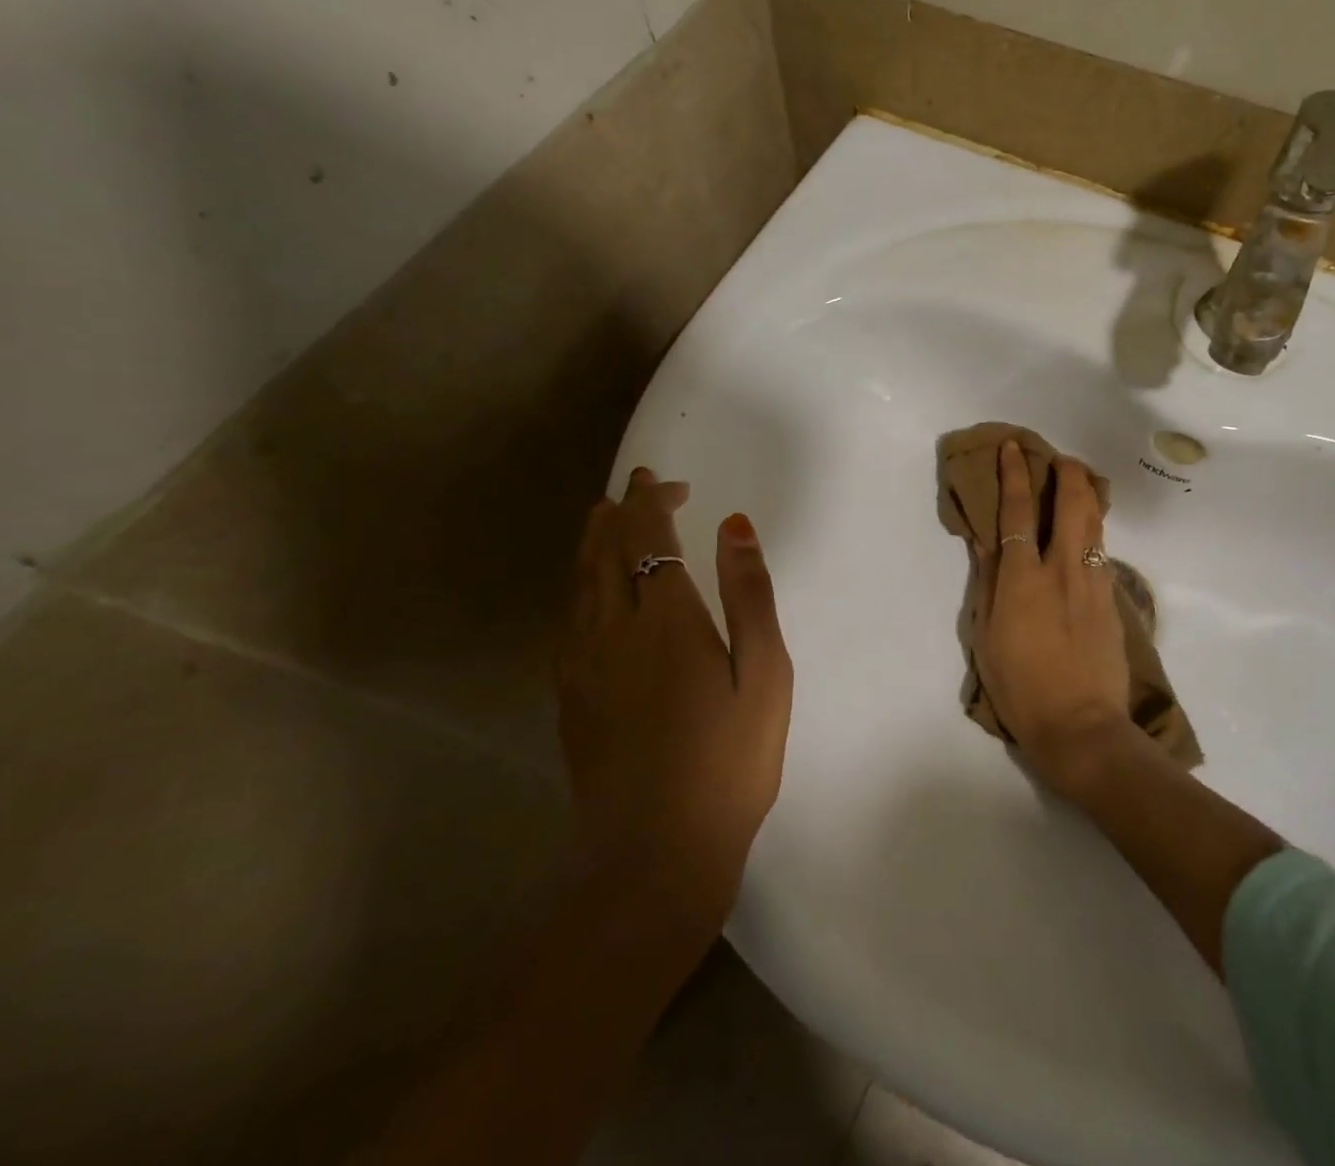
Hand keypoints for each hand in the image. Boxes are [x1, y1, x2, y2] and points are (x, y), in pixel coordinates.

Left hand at [555, 469, 792, 926]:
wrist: (656, 854)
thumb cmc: (730, 761)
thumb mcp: (765, 674)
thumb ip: (750, 594)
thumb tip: (735, 525)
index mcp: (665, 619)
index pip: (646, 537)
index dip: (649, 501)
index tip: (662, 481)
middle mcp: (612, 630)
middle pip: (604, 551)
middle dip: (621, 512)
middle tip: (640, 490)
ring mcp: (583, 665)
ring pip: (579, 582)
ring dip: (593, 543)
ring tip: (606, 521)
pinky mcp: (570, 696)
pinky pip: (570, 617)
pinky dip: (581, 585)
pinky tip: (592, 593)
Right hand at [971, 440, 1131, 788]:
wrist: (1081, 726)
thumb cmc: (1020, 686)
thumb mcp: (986, 635)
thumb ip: (987, 582)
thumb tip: (983, 541)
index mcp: (1022, 578)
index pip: (1017, 512)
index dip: (1014, 475)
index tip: (1014, 448)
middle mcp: (1061, 569)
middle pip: (1071, 503)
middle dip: (1066, 471)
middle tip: (1059, 458)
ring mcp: (1093, 583)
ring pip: (1094, 523)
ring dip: (1085, 495)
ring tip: (1077, 483)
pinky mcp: (1112, 600)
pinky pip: (1101, 552)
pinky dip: (1092, 532)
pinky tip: (1086, 535)